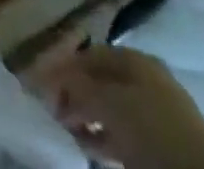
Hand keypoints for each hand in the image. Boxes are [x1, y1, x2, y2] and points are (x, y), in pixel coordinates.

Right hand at [30, 45, 203, 168]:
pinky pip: (121, 136)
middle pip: (100, 81)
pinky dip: (102, 139)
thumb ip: (79, 87)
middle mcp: (144, 81)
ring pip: (110, 110)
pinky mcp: (160, 150)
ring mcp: (155, 116)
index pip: (90, 54)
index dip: (65, 66)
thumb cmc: (154, 132)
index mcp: (135, 60)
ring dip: (86, 118)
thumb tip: (52, 78)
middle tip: (52, 110)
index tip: (43, 85)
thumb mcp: (110, 104)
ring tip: (65, 131)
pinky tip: (87, 148)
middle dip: (74, 93)